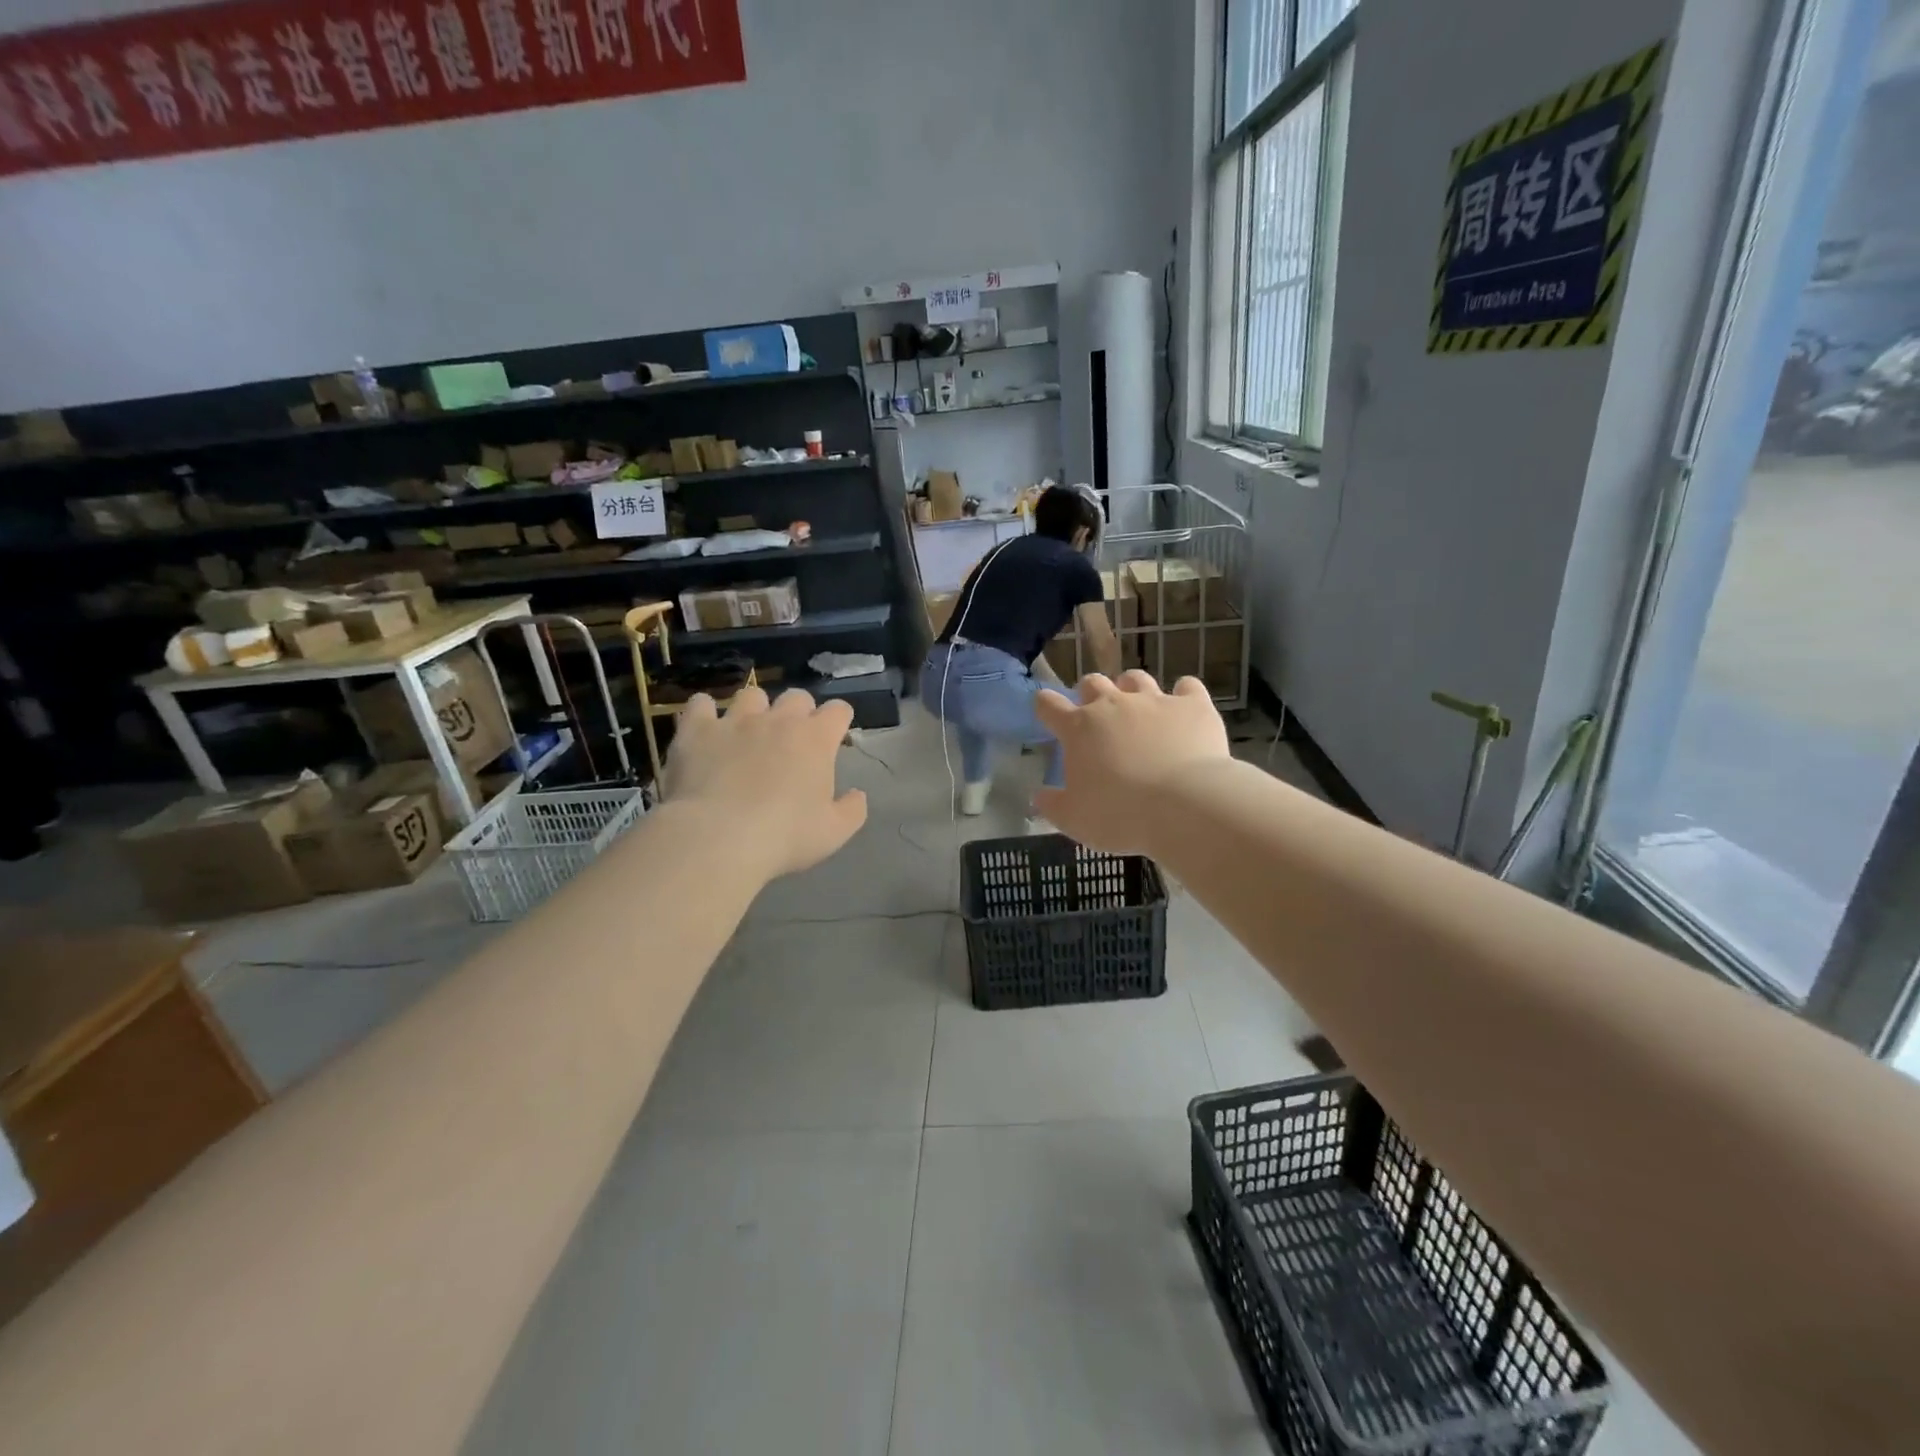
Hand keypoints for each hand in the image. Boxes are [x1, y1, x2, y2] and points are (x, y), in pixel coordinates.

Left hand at [665, 687, 867, 879]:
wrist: (718, 838)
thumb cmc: (784, 837)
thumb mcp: (833, 833)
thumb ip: (852, 810)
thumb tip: (857, 794)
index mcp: (816, 739)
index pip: (838, 710)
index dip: (838, 721)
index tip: (834, 739)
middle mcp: (779, 720)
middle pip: (797, 696)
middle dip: (799, 712)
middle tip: (792, 740)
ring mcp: (736, 721)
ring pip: (751, 695)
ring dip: (754, 709)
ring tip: (748, 733)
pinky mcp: (697, 730)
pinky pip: (701, 705)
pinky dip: (705, 714)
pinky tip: (706, 731)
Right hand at [1034, 671, 1231, 853]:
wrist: (1185, 807)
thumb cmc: (1119, 815)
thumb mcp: (1074, 819)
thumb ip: (1052, 804)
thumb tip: (1039, 796)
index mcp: (1079, 728)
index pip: (1049, 705)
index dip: (1045, 706)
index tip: (1047, 714)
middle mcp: (1114, 704)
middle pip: (1093, 682)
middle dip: (1090, 694)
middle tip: (1097, 717)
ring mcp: (1155, 701)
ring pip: (1136, 679)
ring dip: (1132, 689)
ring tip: (1138, 709)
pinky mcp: (1193, 705)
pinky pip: (1187, 687)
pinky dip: (1184, 695)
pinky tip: (1185, 710)